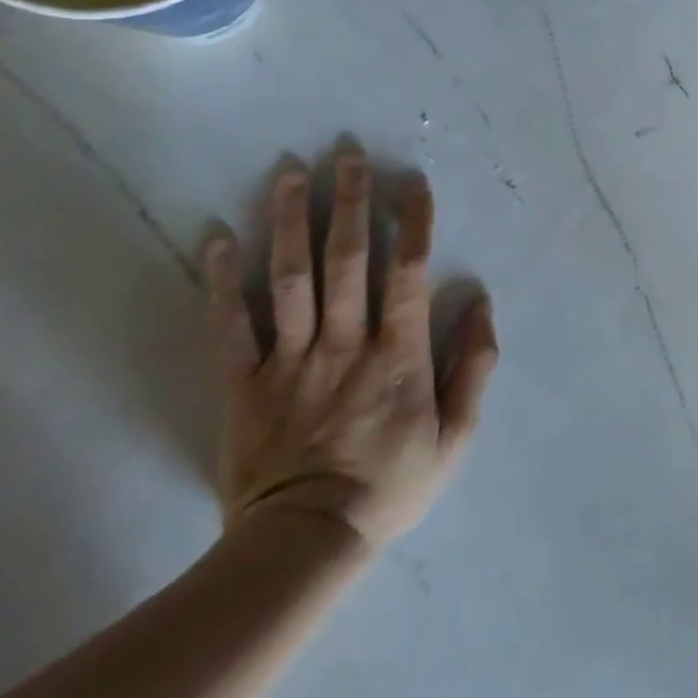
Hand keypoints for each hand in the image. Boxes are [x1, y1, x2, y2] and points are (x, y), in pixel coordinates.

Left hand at [204, 152, 498, 549]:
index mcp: (397, 353)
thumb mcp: (457, 433)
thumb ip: (474, 364)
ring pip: (289, 280)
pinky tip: (217, 238)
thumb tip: (480, 301)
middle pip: (346, 261)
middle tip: (346, 153)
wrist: (305, 544)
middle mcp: (344, 343)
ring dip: (290, 222)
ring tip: (289, 173)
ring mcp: (290, 360)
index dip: (412, 223)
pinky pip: (230, 325)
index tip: (411, 182)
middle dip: (348, 202)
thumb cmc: (391, 483)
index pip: (406, 273)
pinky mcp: (243, 384)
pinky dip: (222, 281)